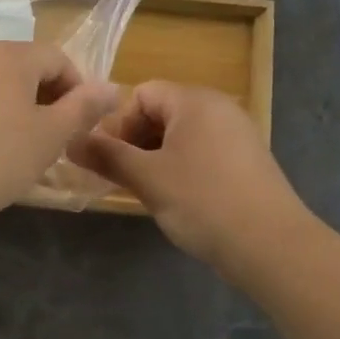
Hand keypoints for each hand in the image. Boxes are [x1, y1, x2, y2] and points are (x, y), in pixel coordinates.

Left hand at [0, 42, 120, 221]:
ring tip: (14, 146)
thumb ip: (83, 108)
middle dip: (44, 98)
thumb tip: (112, 87)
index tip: (77, 126)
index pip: (58, 59)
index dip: (77, 90)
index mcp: (12, 57)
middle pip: (24, 67)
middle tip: (49, 139)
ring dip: (12, 106)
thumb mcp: (49, 137)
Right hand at [69, 81, 318, 272]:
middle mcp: (219, 109)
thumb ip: (106, 156)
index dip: (118, 123)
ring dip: (155, 158)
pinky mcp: (247, 163)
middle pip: (162, 113)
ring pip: (181, 137)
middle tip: (119, 178)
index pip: (143, 93)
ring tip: (145, 192)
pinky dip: (181, 169)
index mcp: (195, 101)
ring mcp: (237, 136)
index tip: (107, 159)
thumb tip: (69, 141)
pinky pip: (202, 154)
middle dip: (134, 142)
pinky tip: (177, 200)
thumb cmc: (202, 201)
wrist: (271, 245)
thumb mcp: (147, 178)